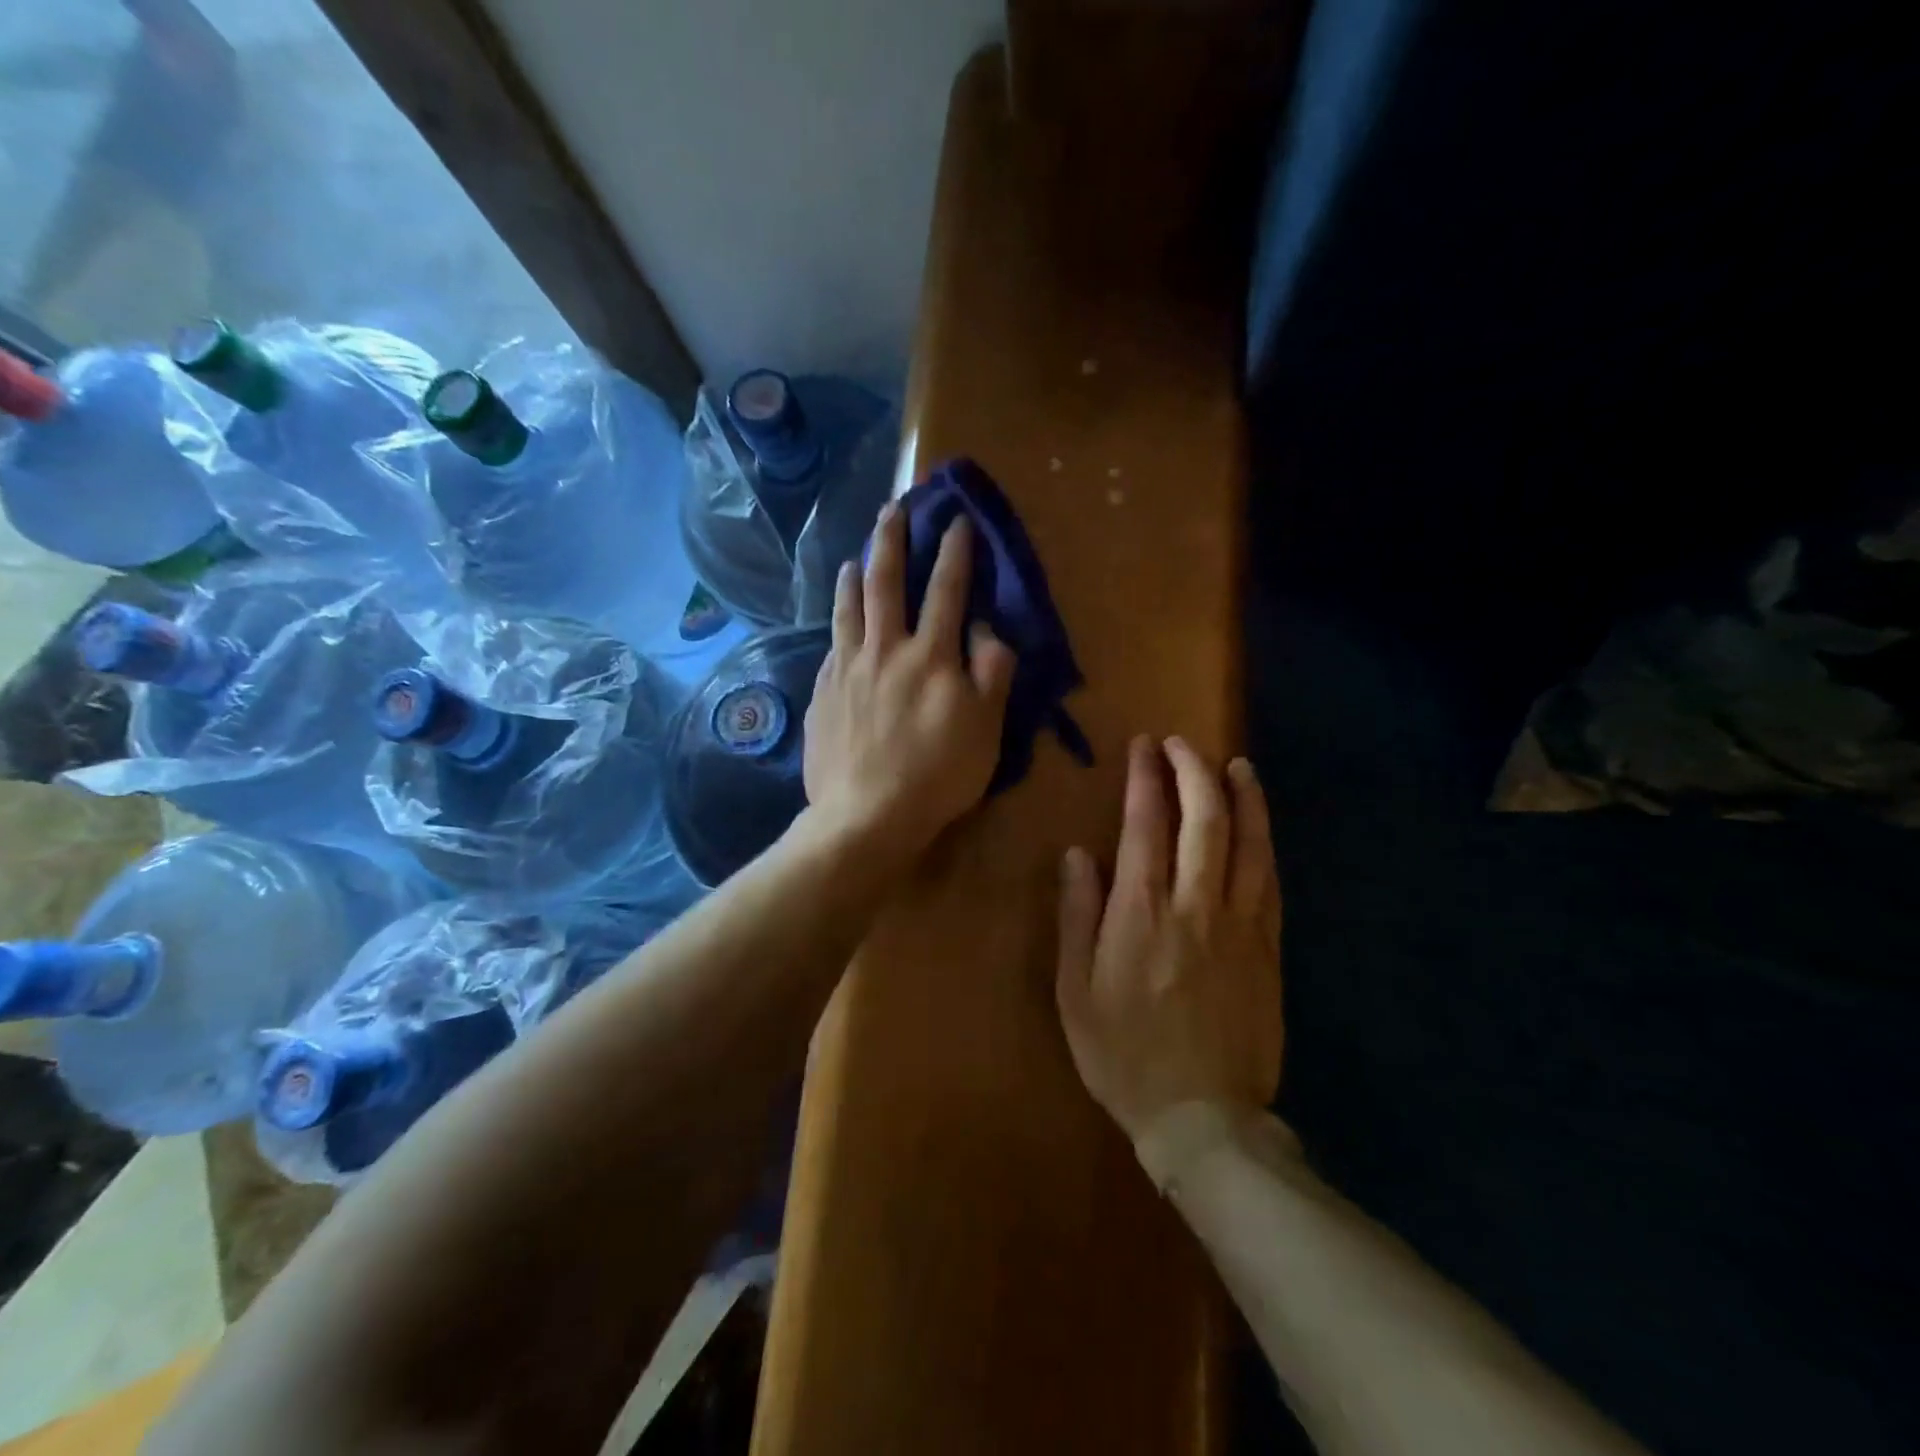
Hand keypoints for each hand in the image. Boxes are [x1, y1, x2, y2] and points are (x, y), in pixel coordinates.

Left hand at [803, 503, 1016, 859]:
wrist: (865, 815)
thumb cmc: (937, 775)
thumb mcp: (986, 729)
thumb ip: (993, 671)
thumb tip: (987, 627)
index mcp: (931, 655)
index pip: (947, 590)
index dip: (954, 552)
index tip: (956, 520)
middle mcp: (885, 649)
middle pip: (885, 583)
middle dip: (891, 540)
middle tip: (891, 508)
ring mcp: (847, 669)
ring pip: (848, 608)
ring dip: (852, 576)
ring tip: (852, 557)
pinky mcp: (822, 693)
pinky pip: (830, 646)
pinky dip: (837, 624)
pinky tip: (837, 622)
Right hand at [1055, 737, 1283, 1150]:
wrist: (1202, 1116)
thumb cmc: (1123, 1054)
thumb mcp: (1075, 990)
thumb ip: (1077, 916)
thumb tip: (1078, 855)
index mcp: (1141, 914)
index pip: (1145, 825)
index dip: (1145, 779)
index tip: (1143, 747)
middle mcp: (1195, 906)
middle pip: (1203, 820)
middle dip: (1193, 771)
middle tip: (1181, 744)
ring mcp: (1240, 925)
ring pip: (1248, 843)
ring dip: (1241, 797)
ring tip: (1235, 764)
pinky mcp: (1268, 947)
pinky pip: (1270, 880)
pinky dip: (1265, 842)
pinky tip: (1260, 825)